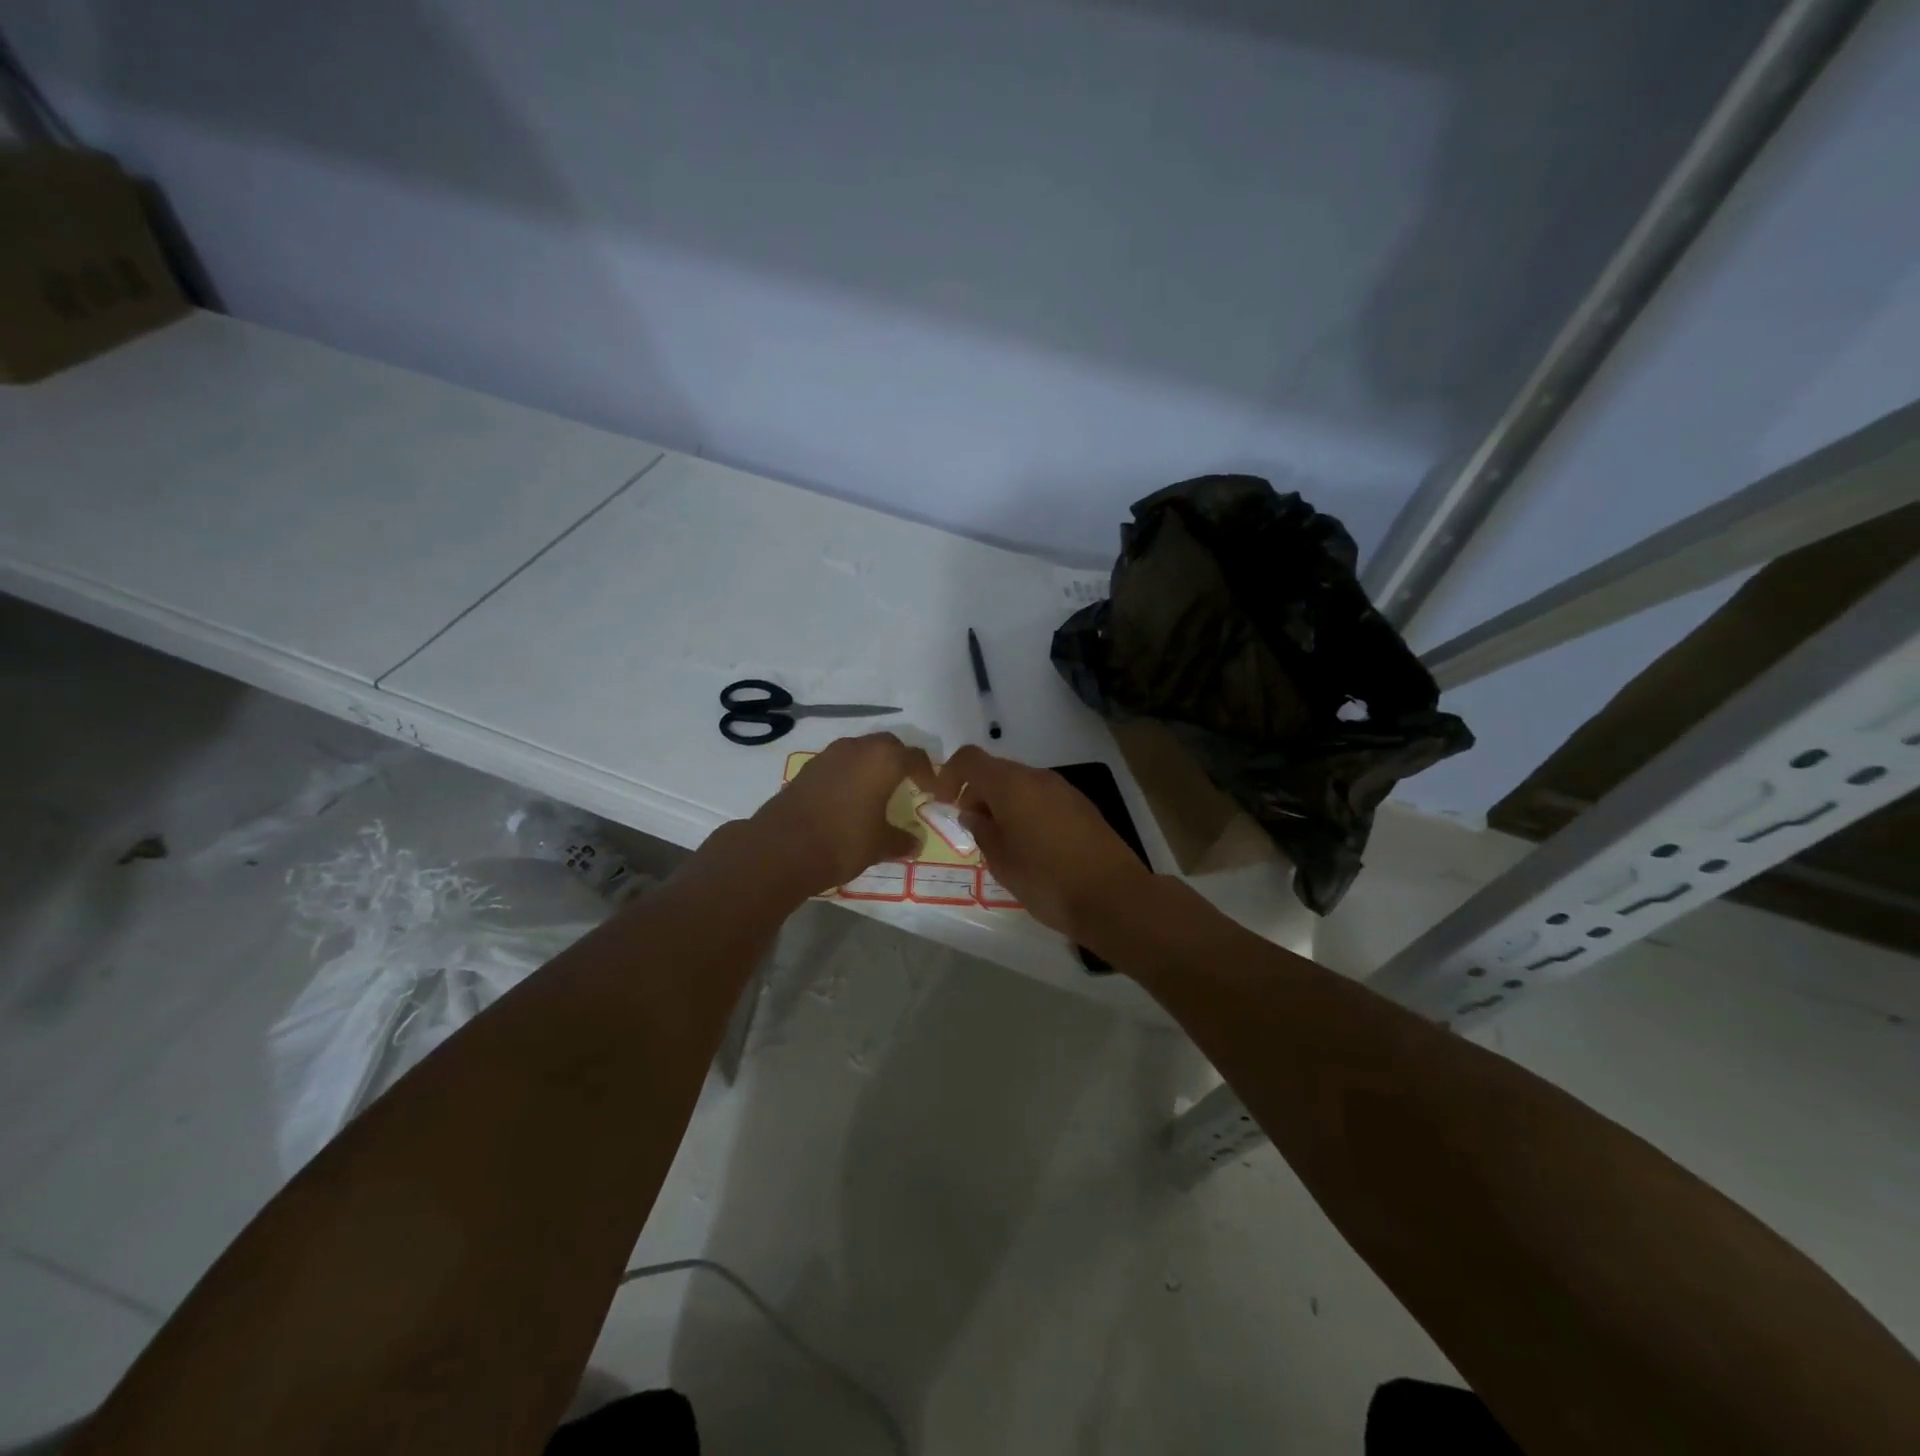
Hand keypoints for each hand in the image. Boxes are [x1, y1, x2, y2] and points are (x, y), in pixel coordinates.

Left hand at [746, 733, 933, 896]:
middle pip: (887, 746)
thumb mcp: (879, 845)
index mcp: (884, 760)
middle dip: (899, 761)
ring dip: (871, 765)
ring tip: (876, 791)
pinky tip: (848, 799)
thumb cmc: (843, 841)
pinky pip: (838, 764)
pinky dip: (848, 775)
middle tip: (906, 784)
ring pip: (859, 751)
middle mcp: (857, 748)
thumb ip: (901, 840)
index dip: (927, 773)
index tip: (931, 791)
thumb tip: (915, 843)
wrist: (782, 847)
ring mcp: (828, 755)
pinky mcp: (807, 769)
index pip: (915, 757)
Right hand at [933, 745, 1155, 943]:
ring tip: (1000, 840)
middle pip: (996, 770)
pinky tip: (1031, 844)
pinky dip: (1026, 809)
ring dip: (1002, 802)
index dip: (949, 775)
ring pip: (1021, 784)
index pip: (969, 759)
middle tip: (971, 828)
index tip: (943, 804)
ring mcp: (1063, 789)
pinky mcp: (1082, 805)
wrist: (1113, 897)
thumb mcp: (1002, 862)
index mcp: (1012, 785)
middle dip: (976, 792)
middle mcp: (1038, 778)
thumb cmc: (1047, 881)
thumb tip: (973, 814)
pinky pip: (1042, 796)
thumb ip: (982, 831)